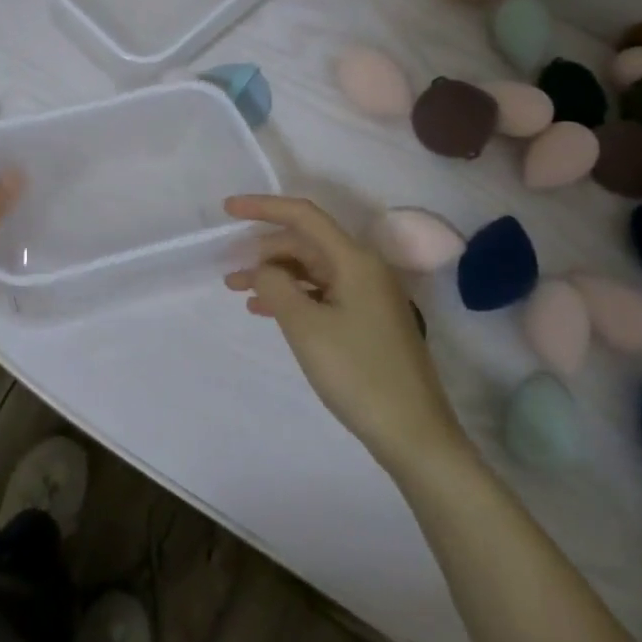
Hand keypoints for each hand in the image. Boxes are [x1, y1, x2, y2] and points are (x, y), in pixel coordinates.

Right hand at [224, 195, 468, 473]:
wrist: (414, 434)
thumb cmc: (357, 372)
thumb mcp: (305, 326)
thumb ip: (276, 285)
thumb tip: (263, 268)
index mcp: (354, 260)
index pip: (303, 216)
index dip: (263, 207)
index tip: (227, 209)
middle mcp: (364, 269)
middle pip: (306, 243)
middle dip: (264, 250)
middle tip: (229, 268)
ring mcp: (368, 296)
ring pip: (311, 270)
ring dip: (275, 275)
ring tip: (238, 289)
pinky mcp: (367, 321)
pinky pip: (322, 293)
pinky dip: (292, 296)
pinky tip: (266, 310)